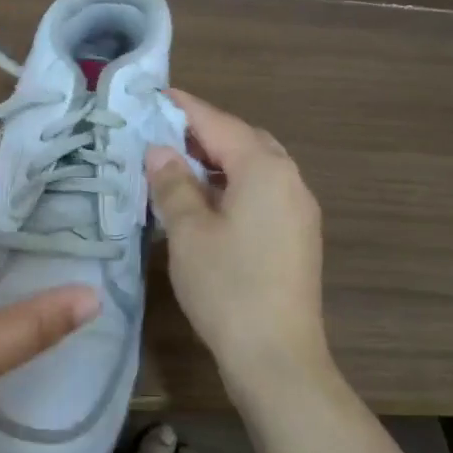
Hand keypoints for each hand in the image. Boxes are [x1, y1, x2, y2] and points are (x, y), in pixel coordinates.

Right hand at [146, 90, 331, 399]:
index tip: (153, 95)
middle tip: (161, 133)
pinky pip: (263, 191)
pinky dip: (233, 184)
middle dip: (203, 132)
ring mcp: (298, 209)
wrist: (278, 357)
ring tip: (177, 165)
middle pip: (243, 140)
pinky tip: (206, 201)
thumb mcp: (188, 231)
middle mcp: (289, 179)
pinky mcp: (297, 235)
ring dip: (218, 159)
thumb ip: (173, 183)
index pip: (218, 123)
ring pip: (255, 167)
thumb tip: (160, 151)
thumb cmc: (228, 287)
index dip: (183, 108)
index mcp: (264, 169)